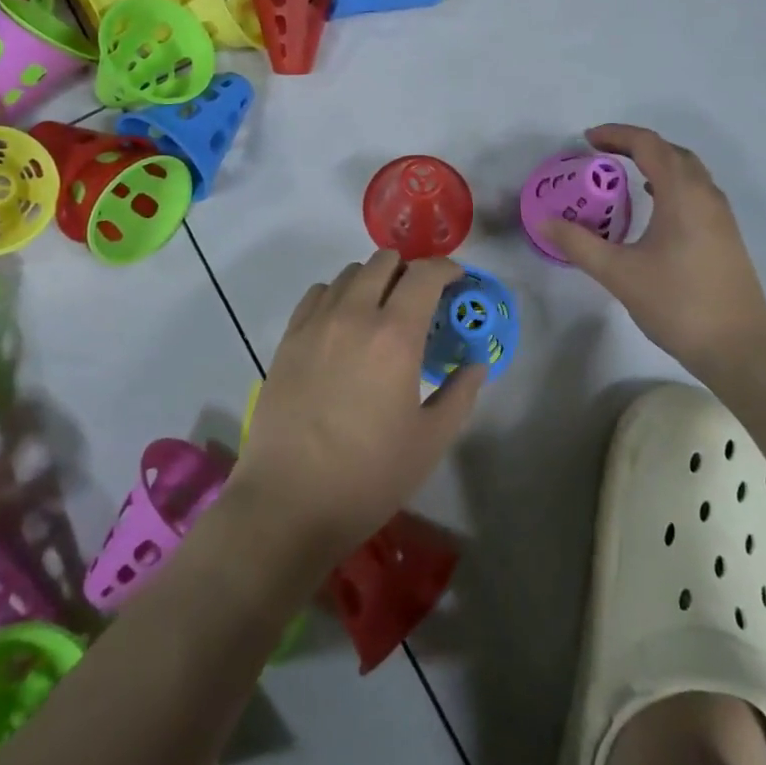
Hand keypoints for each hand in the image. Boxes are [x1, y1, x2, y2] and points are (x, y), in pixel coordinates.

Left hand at [233, 250, 483, 560]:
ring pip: (350, 273)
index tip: (457, 282)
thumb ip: (461, 393)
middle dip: (410, 271)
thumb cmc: (368, 476)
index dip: (447, 269)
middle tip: (421, 301)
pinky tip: (344, 325)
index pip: (425, 274)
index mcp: (395, 335)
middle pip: (385, 261)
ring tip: (382, 312)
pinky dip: (339, 295)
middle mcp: (354, 314)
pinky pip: (318, 293)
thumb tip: (477, 362)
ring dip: (374, 280)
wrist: (288, 503)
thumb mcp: (430, 440)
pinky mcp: (289, 338)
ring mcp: (316, 323)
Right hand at [542, 124, 765, 376]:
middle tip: (602, 153)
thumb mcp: (619, 274)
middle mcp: (706, 195)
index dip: (616, 135)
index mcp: (682, 194)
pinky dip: (671, 183)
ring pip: (688, 171)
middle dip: (636, 145)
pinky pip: (696, 191)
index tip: (587, 140)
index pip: (648, 145)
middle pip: (671, 151)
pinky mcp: (726, 236)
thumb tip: (543, 221)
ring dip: (656, 163)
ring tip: (624, 174)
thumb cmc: (678, 304)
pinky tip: (656, 206)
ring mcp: (720, 216)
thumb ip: (578, 244)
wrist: (740, 349)